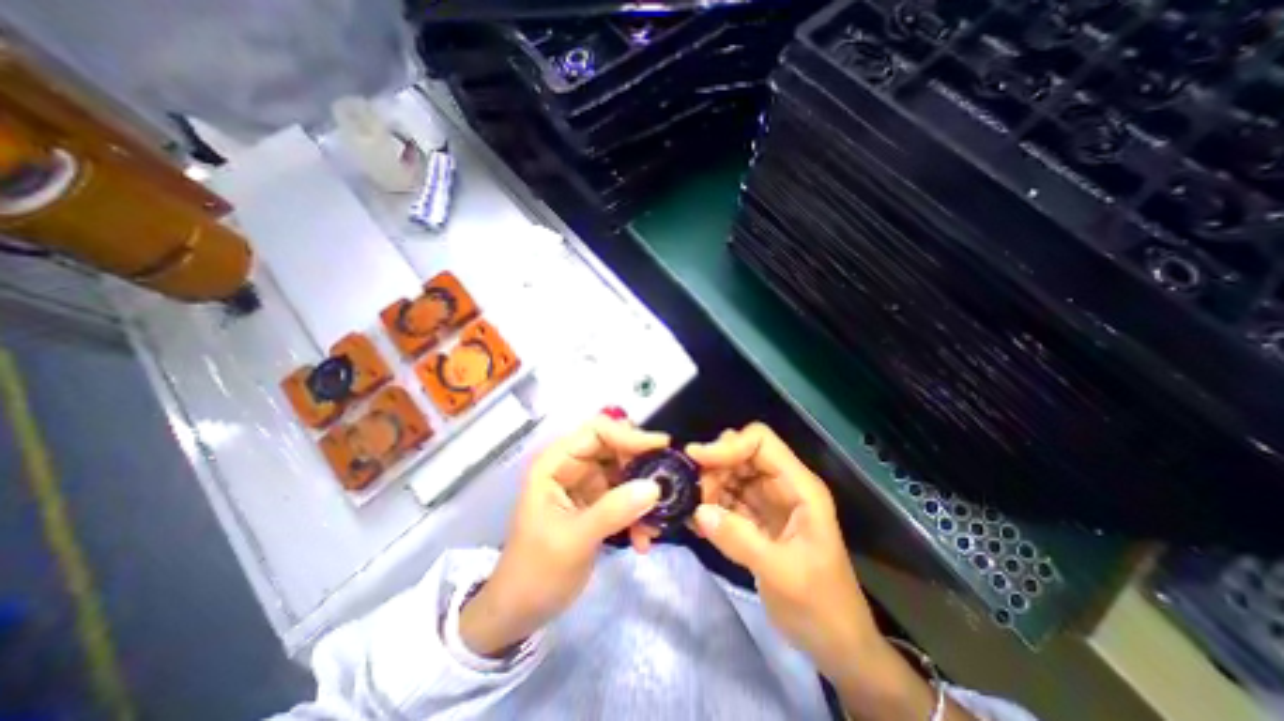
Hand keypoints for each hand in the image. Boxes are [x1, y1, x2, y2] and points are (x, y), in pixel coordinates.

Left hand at [459, 414, 666, 654]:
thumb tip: (655, 486)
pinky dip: (638, 512)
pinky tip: (643, 539)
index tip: (661, 447)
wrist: (521, 611)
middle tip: (667, 483)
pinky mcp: (597, 503)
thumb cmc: (536, 572)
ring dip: (643, 494)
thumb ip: (613, 511)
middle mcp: (572, 466)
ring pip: (624, 472)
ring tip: (656, 523)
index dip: (628, 435)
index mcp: (555, 463)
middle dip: (642, 466)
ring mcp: (586, 484)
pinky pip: (626, 496)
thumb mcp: (573, 541)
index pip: (596, 431)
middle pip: (615, 448)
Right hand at [694, 423, 974, 719]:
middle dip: (714, 466)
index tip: (697, 459)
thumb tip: (699, 511)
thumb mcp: (783, 574)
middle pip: (741, 454)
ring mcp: (768, 502)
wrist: (837, 645)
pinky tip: (696, 521)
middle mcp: (782, 486)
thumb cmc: (822, 607)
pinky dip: (710, 505)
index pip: (760, 442)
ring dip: (709, 486)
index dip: (729, 445)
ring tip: (694, 510)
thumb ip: (740, 540)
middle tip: (692, 491)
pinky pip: (728, 499)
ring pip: (731, 475)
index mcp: (799, 487)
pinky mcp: (756, 520)